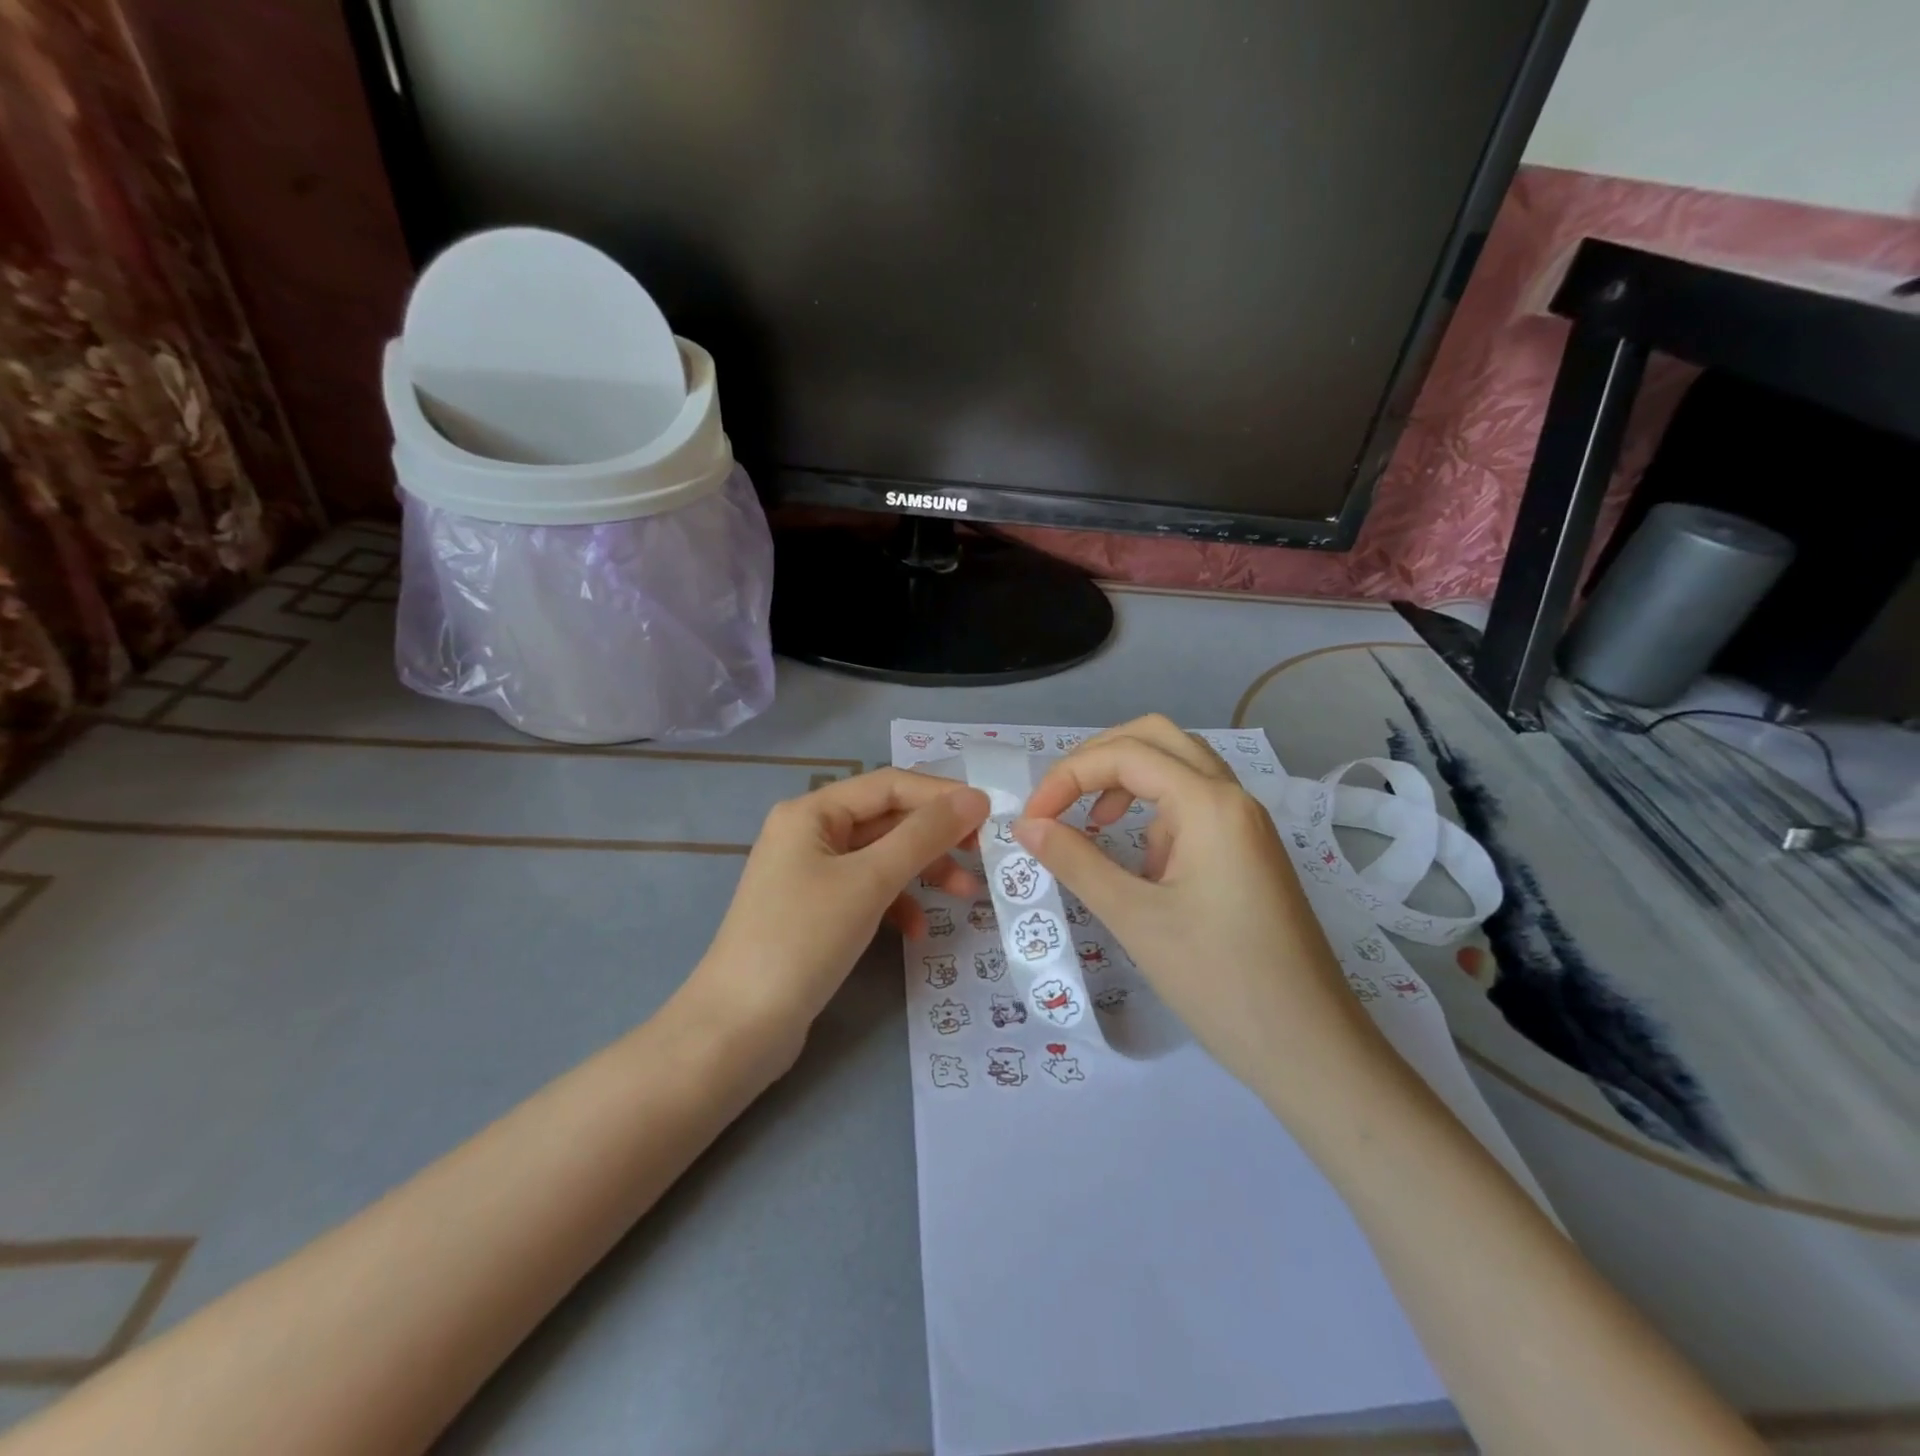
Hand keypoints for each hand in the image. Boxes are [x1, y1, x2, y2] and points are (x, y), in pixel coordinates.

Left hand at [687, 769, 989, 1067]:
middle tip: (983, 856)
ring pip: (881, 858)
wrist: (738, 1028)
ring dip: (923, 872)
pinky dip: (896, 904)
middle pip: (887, 820)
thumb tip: (975, 798)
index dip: (941, 795)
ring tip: (965, 895)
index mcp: (812, 812)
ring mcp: (811, 874)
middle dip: (935, 838)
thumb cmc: (802, 940)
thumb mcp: (869, 881)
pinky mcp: (816, 912)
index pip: (889, 785)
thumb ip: (924, 836)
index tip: (990, 816)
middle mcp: (809, 833)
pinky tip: (916, 931)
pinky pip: (867, 892)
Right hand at [1015, 716, 1390, 1108]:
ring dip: (1127, 782)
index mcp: (1210, 804)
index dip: (1067, 776)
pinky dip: (1154, 815)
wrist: (1311, 1050)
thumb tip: (1026, 826)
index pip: (1125, 754)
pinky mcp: (1248, 853)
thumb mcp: (1135, 918)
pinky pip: (1194, 807)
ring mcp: (1246, 825)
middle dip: (1098, 759)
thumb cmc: (1219, 981)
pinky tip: (1141, 865)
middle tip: (1059, 798)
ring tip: (1093, 825)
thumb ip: (1076, 861)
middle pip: (1157, 739)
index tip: (1031, 821)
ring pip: (1178, 770)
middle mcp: (1233, 798)